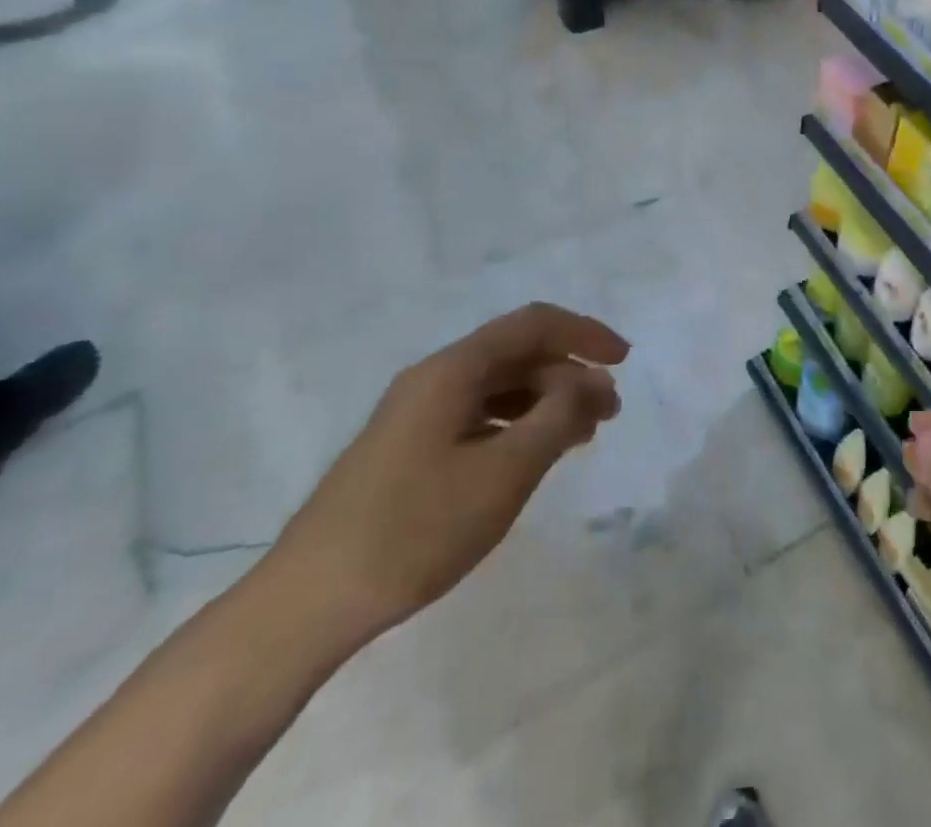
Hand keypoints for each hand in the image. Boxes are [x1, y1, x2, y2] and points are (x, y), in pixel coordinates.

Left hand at [267, 303, 627, 648]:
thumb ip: (558, 418)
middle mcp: (434, 378)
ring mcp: (417, 414)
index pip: (533, 324)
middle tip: (608, 414)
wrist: (305, 606)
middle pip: (517, 354)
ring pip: (499, 386)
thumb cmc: (414, 530)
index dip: (584, 333)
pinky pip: (478, 416)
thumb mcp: (504, 473)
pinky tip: (534, 455)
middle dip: (570, 374)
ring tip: (582, 436)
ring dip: (546, 400)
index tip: (624, 360)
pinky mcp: (409, 448)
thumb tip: (594, 381)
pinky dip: (518, 425)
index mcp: (452, 370)